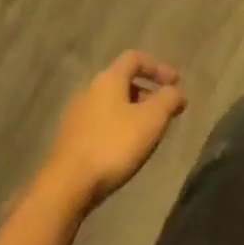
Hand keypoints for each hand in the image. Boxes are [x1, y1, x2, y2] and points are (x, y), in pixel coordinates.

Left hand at [42, 51, 187, 211]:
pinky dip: (119, 127)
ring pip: (112, 104)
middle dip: (148, 93)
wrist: (66, 186)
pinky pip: (101, 123)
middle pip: (123, 81)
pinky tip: (126, 149)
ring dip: (134, 112)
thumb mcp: (151, 120)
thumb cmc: (113, 145)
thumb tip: (175, 91)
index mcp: (108, 80)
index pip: (135, 58)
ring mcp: (76, 115)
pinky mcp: (71, 139)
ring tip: (149, 133)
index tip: (177, 83)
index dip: (158, 67)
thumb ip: (168, 99)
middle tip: (166, 111)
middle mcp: (89, 91)